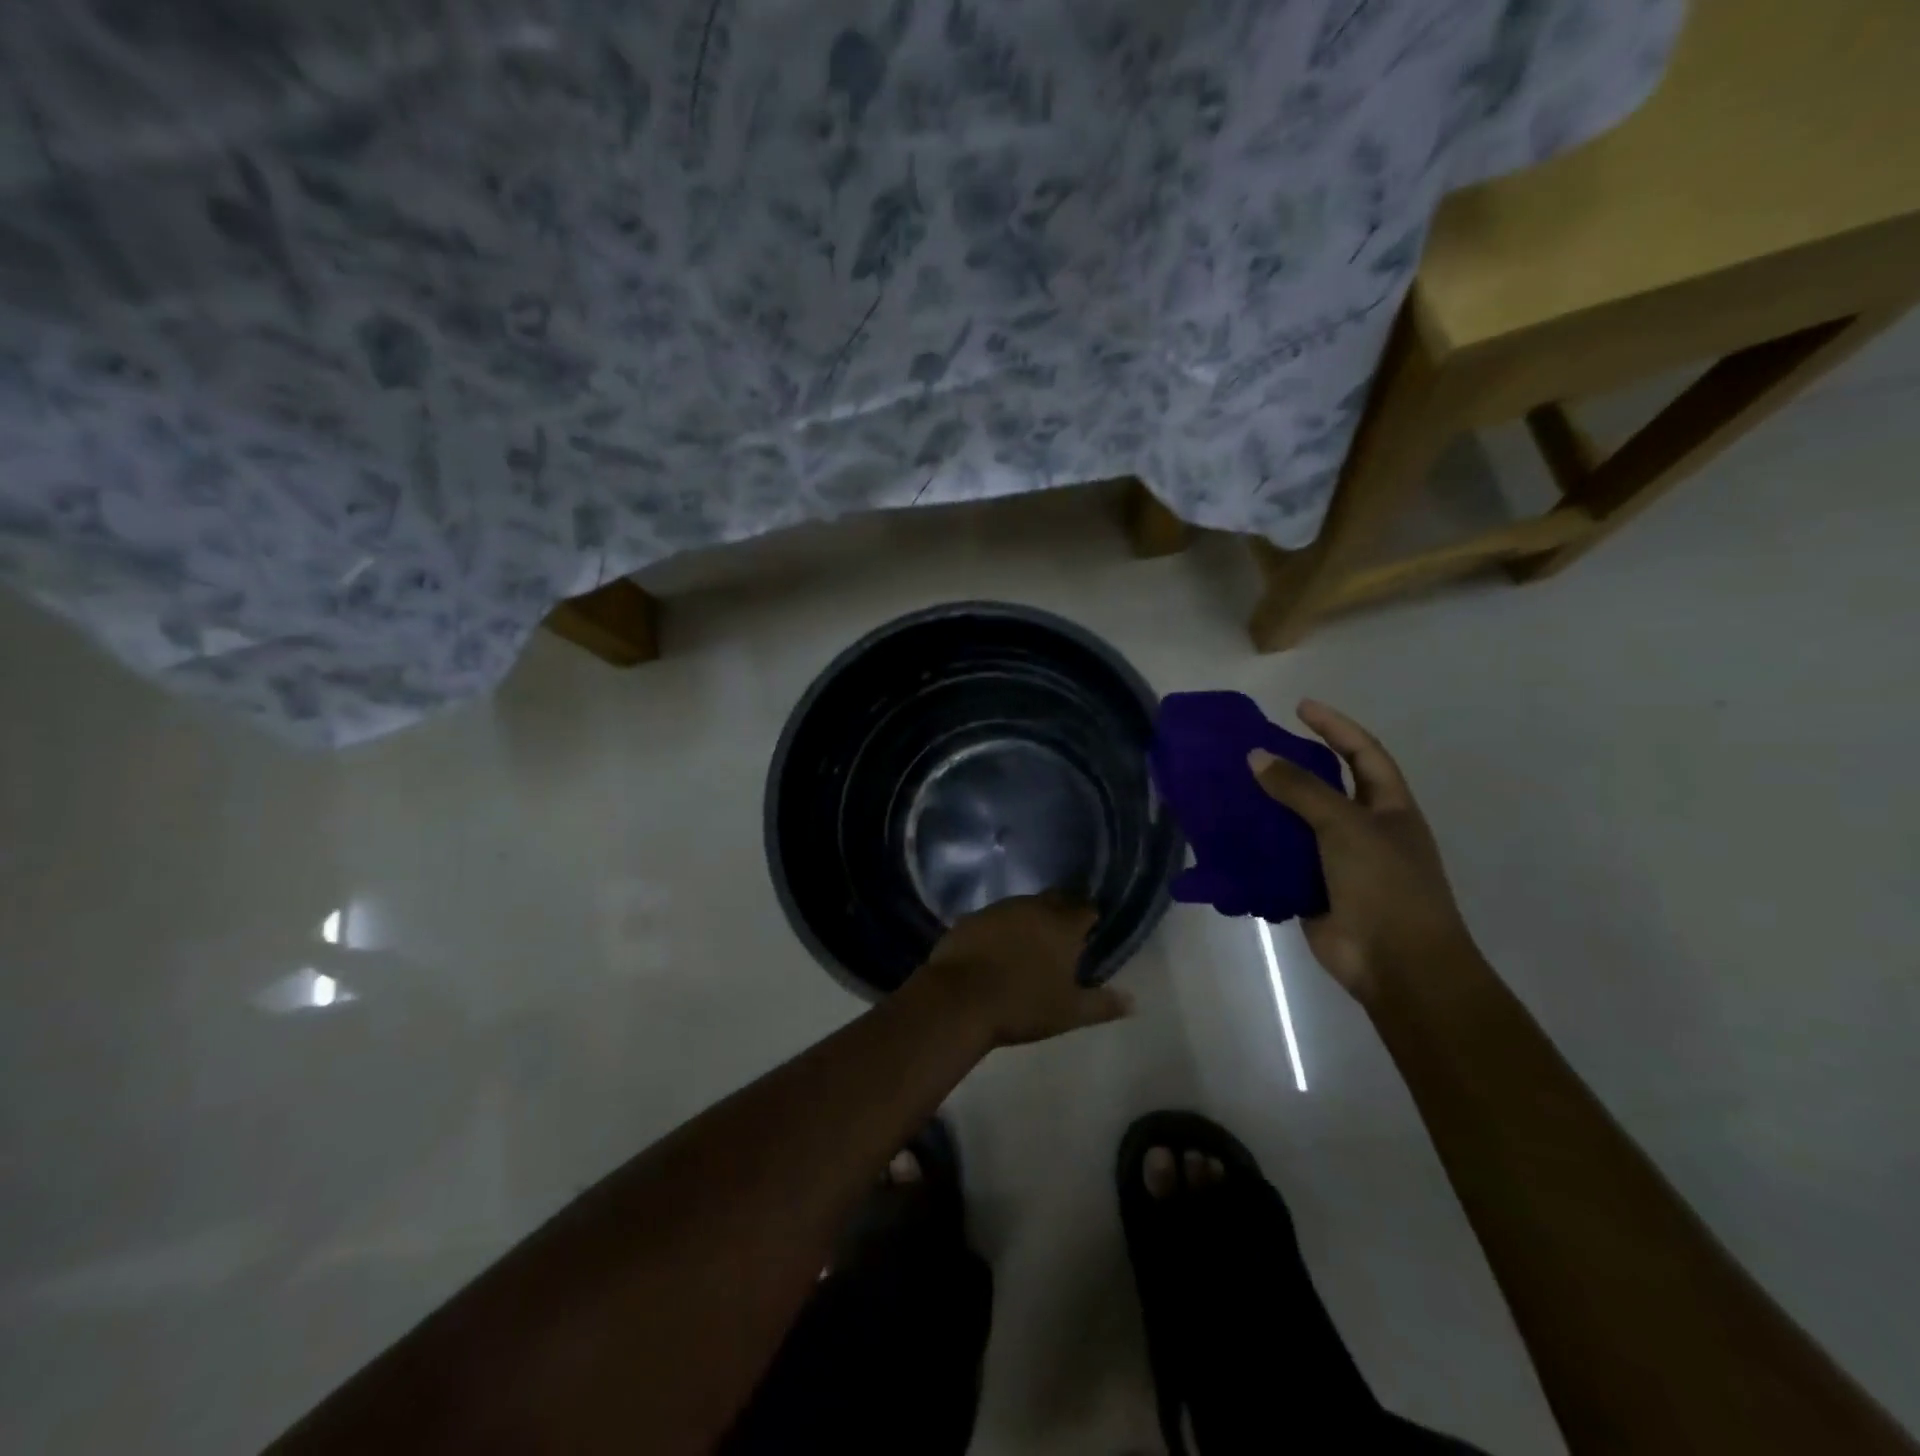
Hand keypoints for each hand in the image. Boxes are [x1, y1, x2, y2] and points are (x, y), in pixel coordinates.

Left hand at [916, 892, 1133, 1047]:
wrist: (959, 1000)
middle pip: (1055, 900)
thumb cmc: (1022, 1005)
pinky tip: (996, 948)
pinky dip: (1001, 928)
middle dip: (1062, 912)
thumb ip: (1103, 1004)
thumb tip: (1133, 1002)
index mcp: (1062, 925)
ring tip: (1030, 942)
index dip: (1091, 917)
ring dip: (1030, 918)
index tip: (1091, 931)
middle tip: (1063, 935)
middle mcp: (1032, 907)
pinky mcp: (970, 918)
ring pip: (1023, 906)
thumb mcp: (1069, 1012)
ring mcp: (998, 909)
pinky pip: (994, 918)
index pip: (1086, 908)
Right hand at [1249, 700, 1475, 1001]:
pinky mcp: (1311, 889)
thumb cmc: (1385, 885)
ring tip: (1227, 788)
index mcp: (1388, 808)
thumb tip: (1256, 757)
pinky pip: (1279, 860)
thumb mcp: (1346, 826)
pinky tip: (1226, 835)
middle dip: (1291, 766)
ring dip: (1266, 808)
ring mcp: (1337, 862)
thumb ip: (1301, 789)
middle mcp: (1363, 829)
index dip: (1335, 727)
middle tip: (1249, 749)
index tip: (1299, 707)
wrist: (1396, 964)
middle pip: (1324, 787)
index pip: (1363, 753)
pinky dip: (1256, 848)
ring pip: (1296, 824)